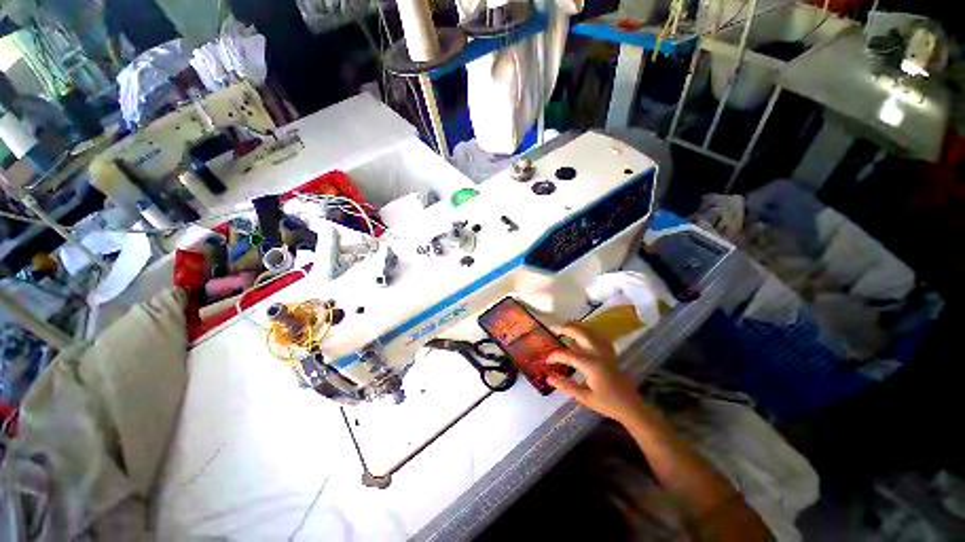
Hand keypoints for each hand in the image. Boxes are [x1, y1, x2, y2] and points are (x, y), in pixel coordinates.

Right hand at [546, 323, 645, 424]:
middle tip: (554, 329)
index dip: (555, 356)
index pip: (568, 355)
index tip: (547, 360)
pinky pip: (598, 335)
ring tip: (565, 327)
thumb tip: (548, 378)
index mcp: (590, 365)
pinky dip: (589, 331)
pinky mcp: (610, 352)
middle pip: (580, 333)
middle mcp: (597, 354)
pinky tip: (583, 333)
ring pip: (590, 331)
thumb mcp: (584, 398)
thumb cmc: (607, 403)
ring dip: (576, 326)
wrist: (630, 405)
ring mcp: (605, 351)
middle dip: (565, 328)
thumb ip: (566, 386)